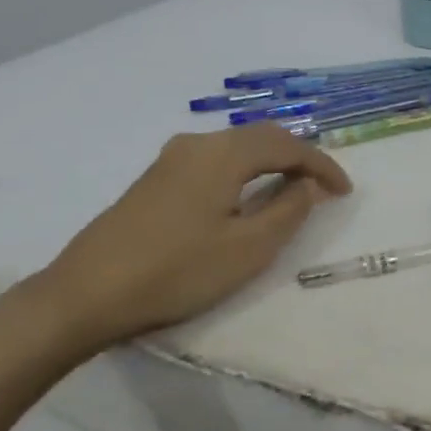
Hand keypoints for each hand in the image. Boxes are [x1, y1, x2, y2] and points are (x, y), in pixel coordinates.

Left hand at [37, 125, 350, 353]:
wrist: (86, 293)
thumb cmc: (176, 271)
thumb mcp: (248, 248)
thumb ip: (288, 211)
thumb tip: (310, 186)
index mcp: (223, 153)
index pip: (288, 146)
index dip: (322, 166)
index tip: (345, 192)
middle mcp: (197, 144)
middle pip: (261, 137)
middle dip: (298, 157)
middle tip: (323, 187)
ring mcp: (171, 160)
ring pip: (236, 148)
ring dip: (270, 163)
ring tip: (293, 190)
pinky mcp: (155, 180)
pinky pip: (215, 161)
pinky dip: (244, 171)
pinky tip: (247, 196)